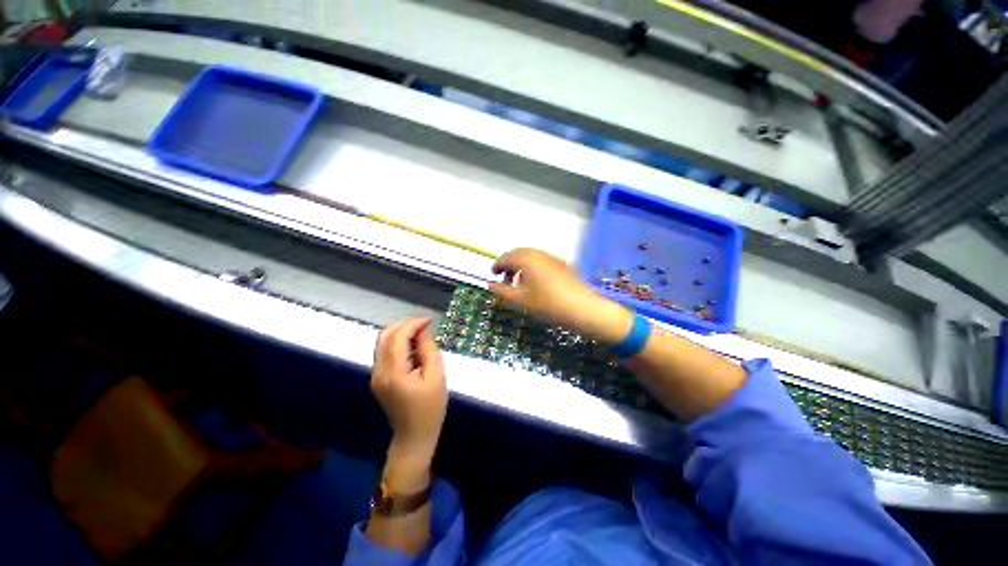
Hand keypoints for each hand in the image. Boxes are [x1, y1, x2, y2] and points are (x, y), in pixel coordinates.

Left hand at [372, 318, 446, 466]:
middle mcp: (379, 371)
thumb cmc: (430, 409)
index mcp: (393, 372)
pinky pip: (385, 353)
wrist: (413, 437)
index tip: (429, 320)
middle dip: (405, 325)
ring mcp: (375, 376)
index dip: (413, 324)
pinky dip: (398, 345)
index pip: (398, 337)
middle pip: (385, 336)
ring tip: (422, 337)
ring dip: (401, 334)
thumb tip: (423, 331)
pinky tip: (414, 350)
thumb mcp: (436, 377)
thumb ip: (429, 351)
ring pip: (383, 343)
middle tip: (425, 326)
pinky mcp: (378, 379)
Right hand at [489, 248, 632, 343]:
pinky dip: (532, 266)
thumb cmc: (547, 304)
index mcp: (526, 259)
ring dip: (520, 265)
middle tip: (504, 278)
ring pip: (530, 256)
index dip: (497, 265)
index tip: (493, 274)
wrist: (581, 307)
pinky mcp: (561, 263)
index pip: (506, 257)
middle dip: (509, 264)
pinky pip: (541, 260)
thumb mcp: (521, 300)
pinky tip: (535, 281)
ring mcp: (552, 257)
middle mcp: (538, 253)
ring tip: (519, 281)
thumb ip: (502, 291)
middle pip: (518, 253)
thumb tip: (491, 285)